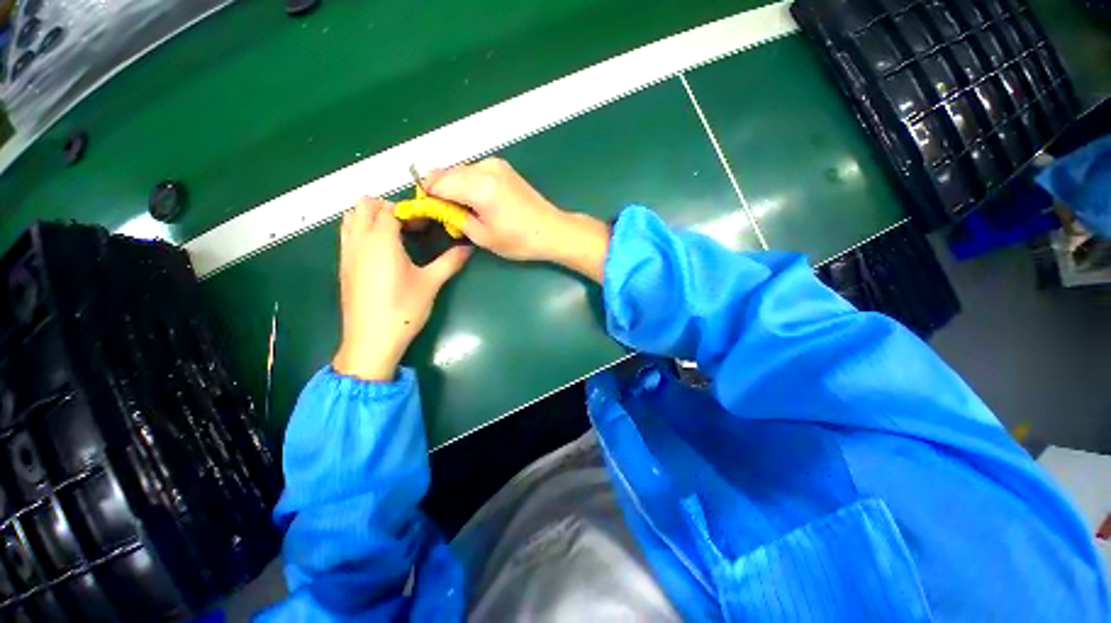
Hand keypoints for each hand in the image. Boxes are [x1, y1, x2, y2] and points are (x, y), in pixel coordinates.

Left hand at [333, 197, 470, 380]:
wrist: (372, 339)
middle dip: (387, 208)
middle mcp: (359, 240)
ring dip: (371, 217)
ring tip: (395, 234)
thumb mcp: (431, 283)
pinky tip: (381, 252)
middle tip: (410, 226)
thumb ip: (450, 262)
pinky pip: (347, 234)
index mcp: (381, 240)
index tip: (426, 225)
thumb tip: (469, 248)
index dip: (410, 212)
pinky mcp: (343, 266)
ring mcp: (346, 253)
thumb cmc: (404, 308)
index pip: (390, 209)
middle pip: (364, 206)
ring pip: (350, 218)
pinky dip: (361, 230)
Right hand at [424, 158, 609, 281]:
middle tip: (446, 214)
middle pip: (447, 172)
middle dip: (440, 190)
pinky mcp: (503, 167)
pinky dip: (468, 183)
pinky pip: (474, 171)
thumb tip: (439, 207)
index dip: (427, 196)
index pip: (437, 182)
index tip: (426, 211)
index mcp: (479, 186)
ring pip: (460, 170)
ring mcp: (496, 164)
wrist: (552, 230)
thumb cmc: (519, 240)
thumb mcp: (482, 236)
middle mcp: (485, 167)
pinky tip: (477, 201)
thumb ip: (455, 217)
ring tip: (464, 210)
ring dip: (454, 186)